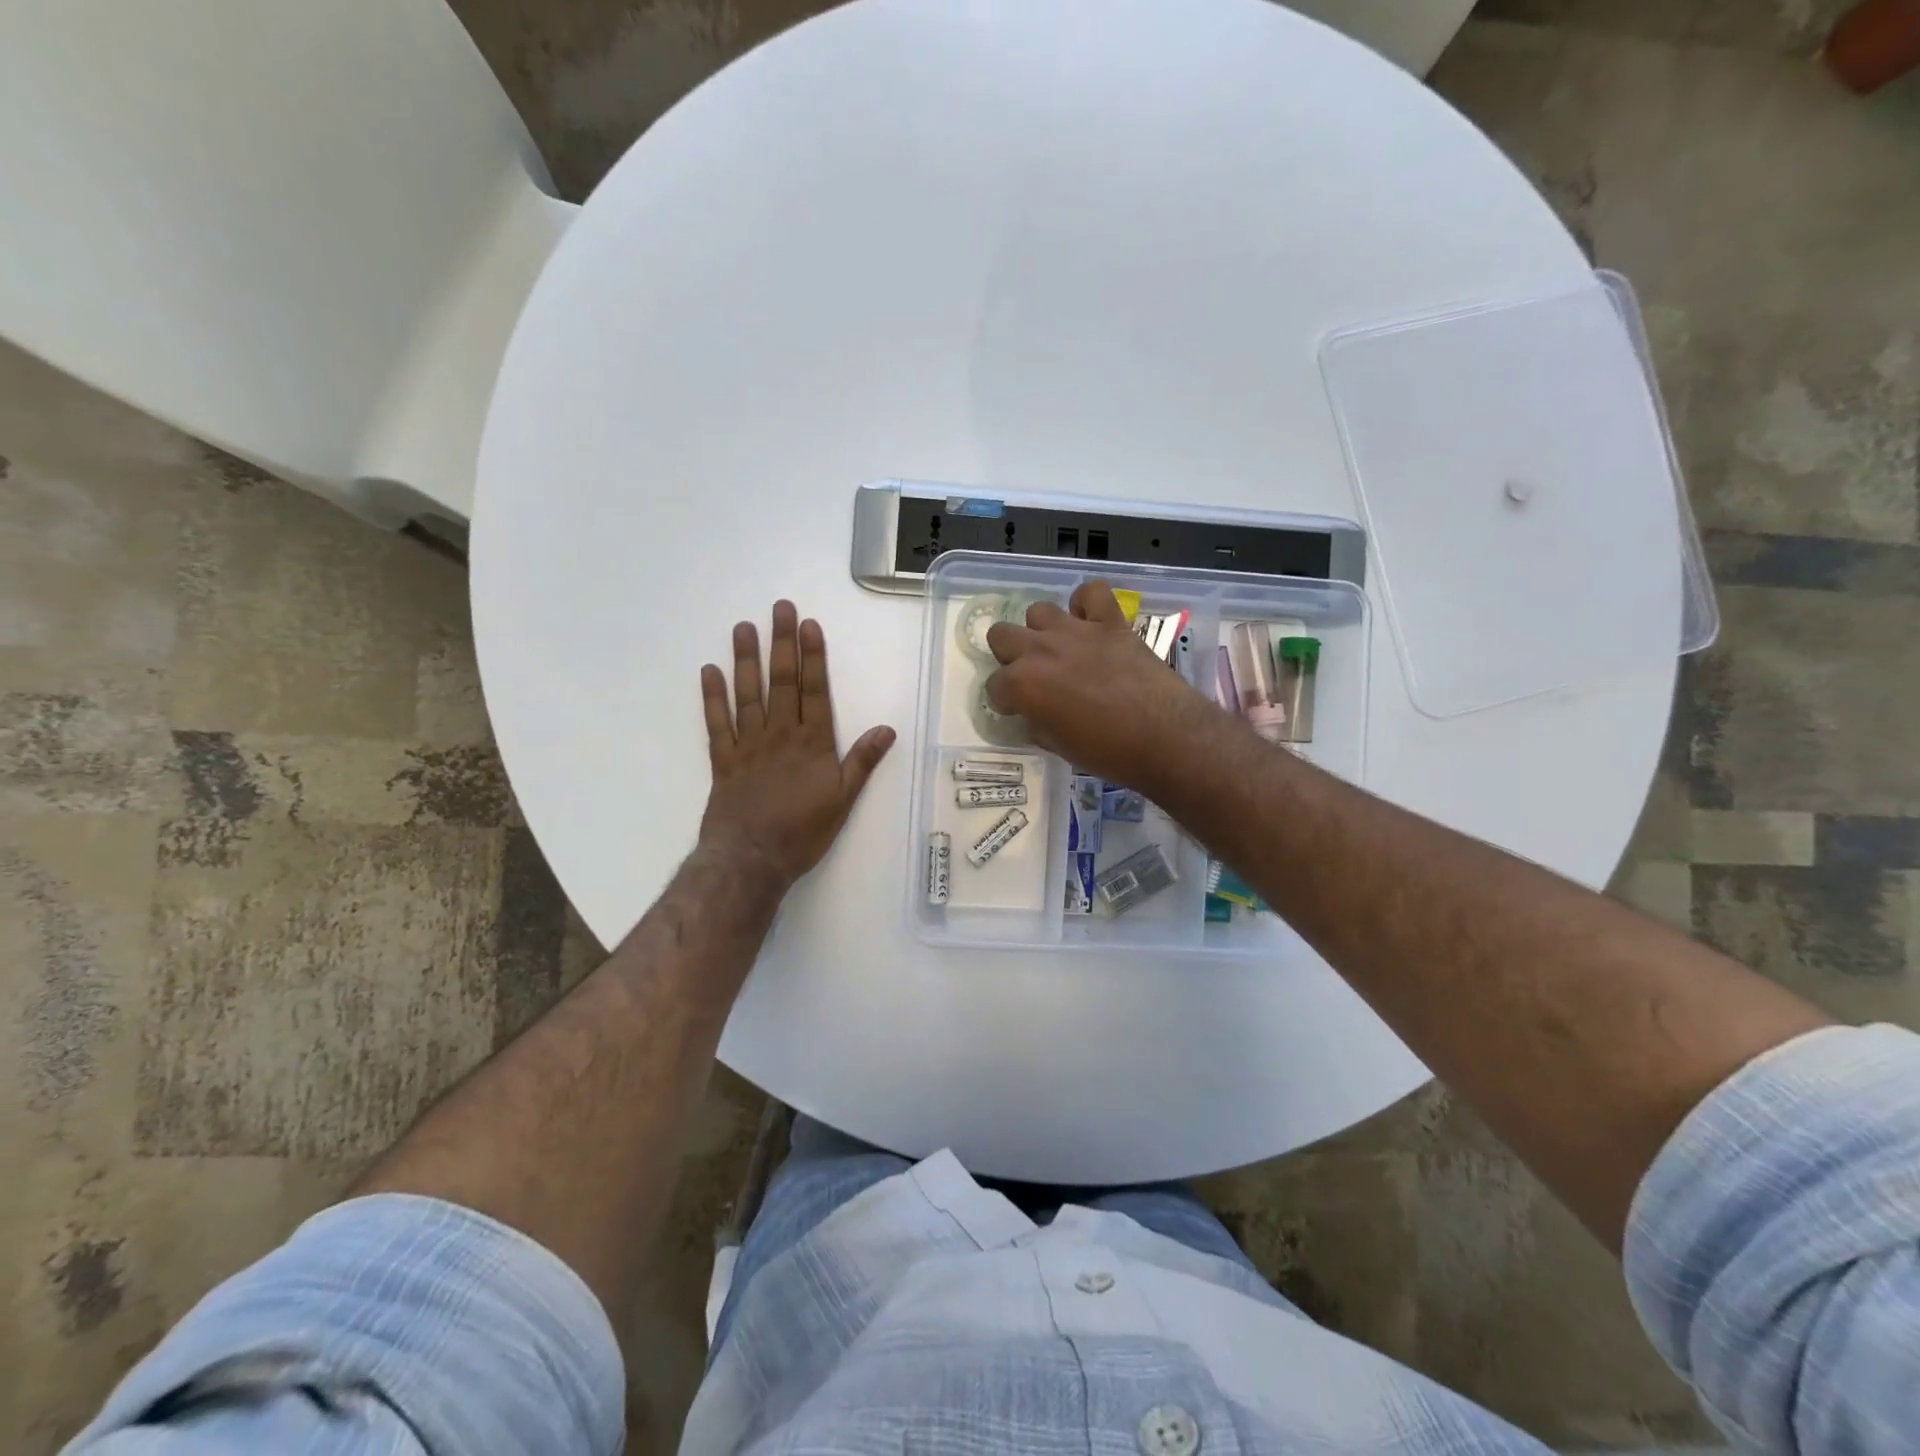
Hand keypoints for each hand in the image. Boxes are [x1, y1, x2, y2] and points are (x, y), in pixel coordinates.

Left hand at [699, 601, 895, 886]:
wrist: (751, 859)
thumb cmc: (802, 831)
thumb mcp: (843, 800)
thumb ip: (862, 762)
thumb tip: (887, 729)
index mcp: (812, 742)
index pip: (814, 690)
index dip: (813, 656)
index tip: (808, 625)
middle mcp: (780, 734)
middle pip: (782, 682)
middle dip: (782, 643)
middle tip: (779, 609)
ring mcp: (748, 745)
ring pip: (748, 694)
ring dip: (746, 659)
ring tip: (743, 628)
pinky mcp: (723, 760)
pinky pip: (716, 723)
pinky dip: (712, 697)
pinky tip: (709, 672)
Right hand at [985, 580, 1219, 791]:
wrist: (1166, 738)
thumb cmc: (1108, 753)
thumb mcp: (1059, 746)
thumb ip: (1038, 722)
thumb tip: (1035, 713)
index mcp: (1023, 684)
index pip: (995, 686)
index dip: (1005, 700)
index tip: (1019, 710)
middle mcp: (1041, 650)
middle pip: (1001, 635)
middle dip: (1011, 657)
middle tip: (1033, 677)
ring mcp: (1076, 631)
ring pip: (1038, 611)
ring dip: (1043, 631)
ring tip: (1061, 650)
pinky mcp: (1110, 622)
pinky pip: (1091, 593)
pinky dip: (1086, 604)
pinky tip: (1090, 623)